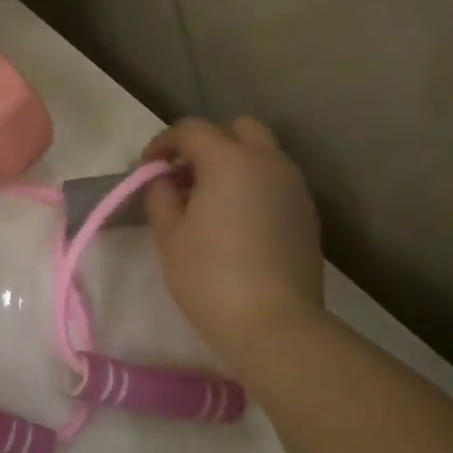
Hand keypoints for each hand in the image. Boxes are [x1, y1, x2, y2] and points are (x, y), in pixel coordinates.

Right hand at [142, 117, 324, 360]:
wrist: (273, 323)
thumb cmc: (209, 276)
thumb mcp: (169, 235)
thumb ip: (160, 196)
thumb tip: (163, 180)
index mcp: (230, 161)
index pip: (192, 130)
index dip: (163, 143)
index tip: (145, 169)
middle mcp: (269, 163)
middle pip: (238, 129)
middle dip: (207, 143)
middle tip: (182, 176)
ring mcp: (295, 188)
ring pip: (262, 154)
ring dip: (232, 163)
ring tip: (206, 200)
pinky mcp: (307, 214)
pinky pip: (276, 182)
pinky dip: (252, 185)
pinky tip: (234, 221)